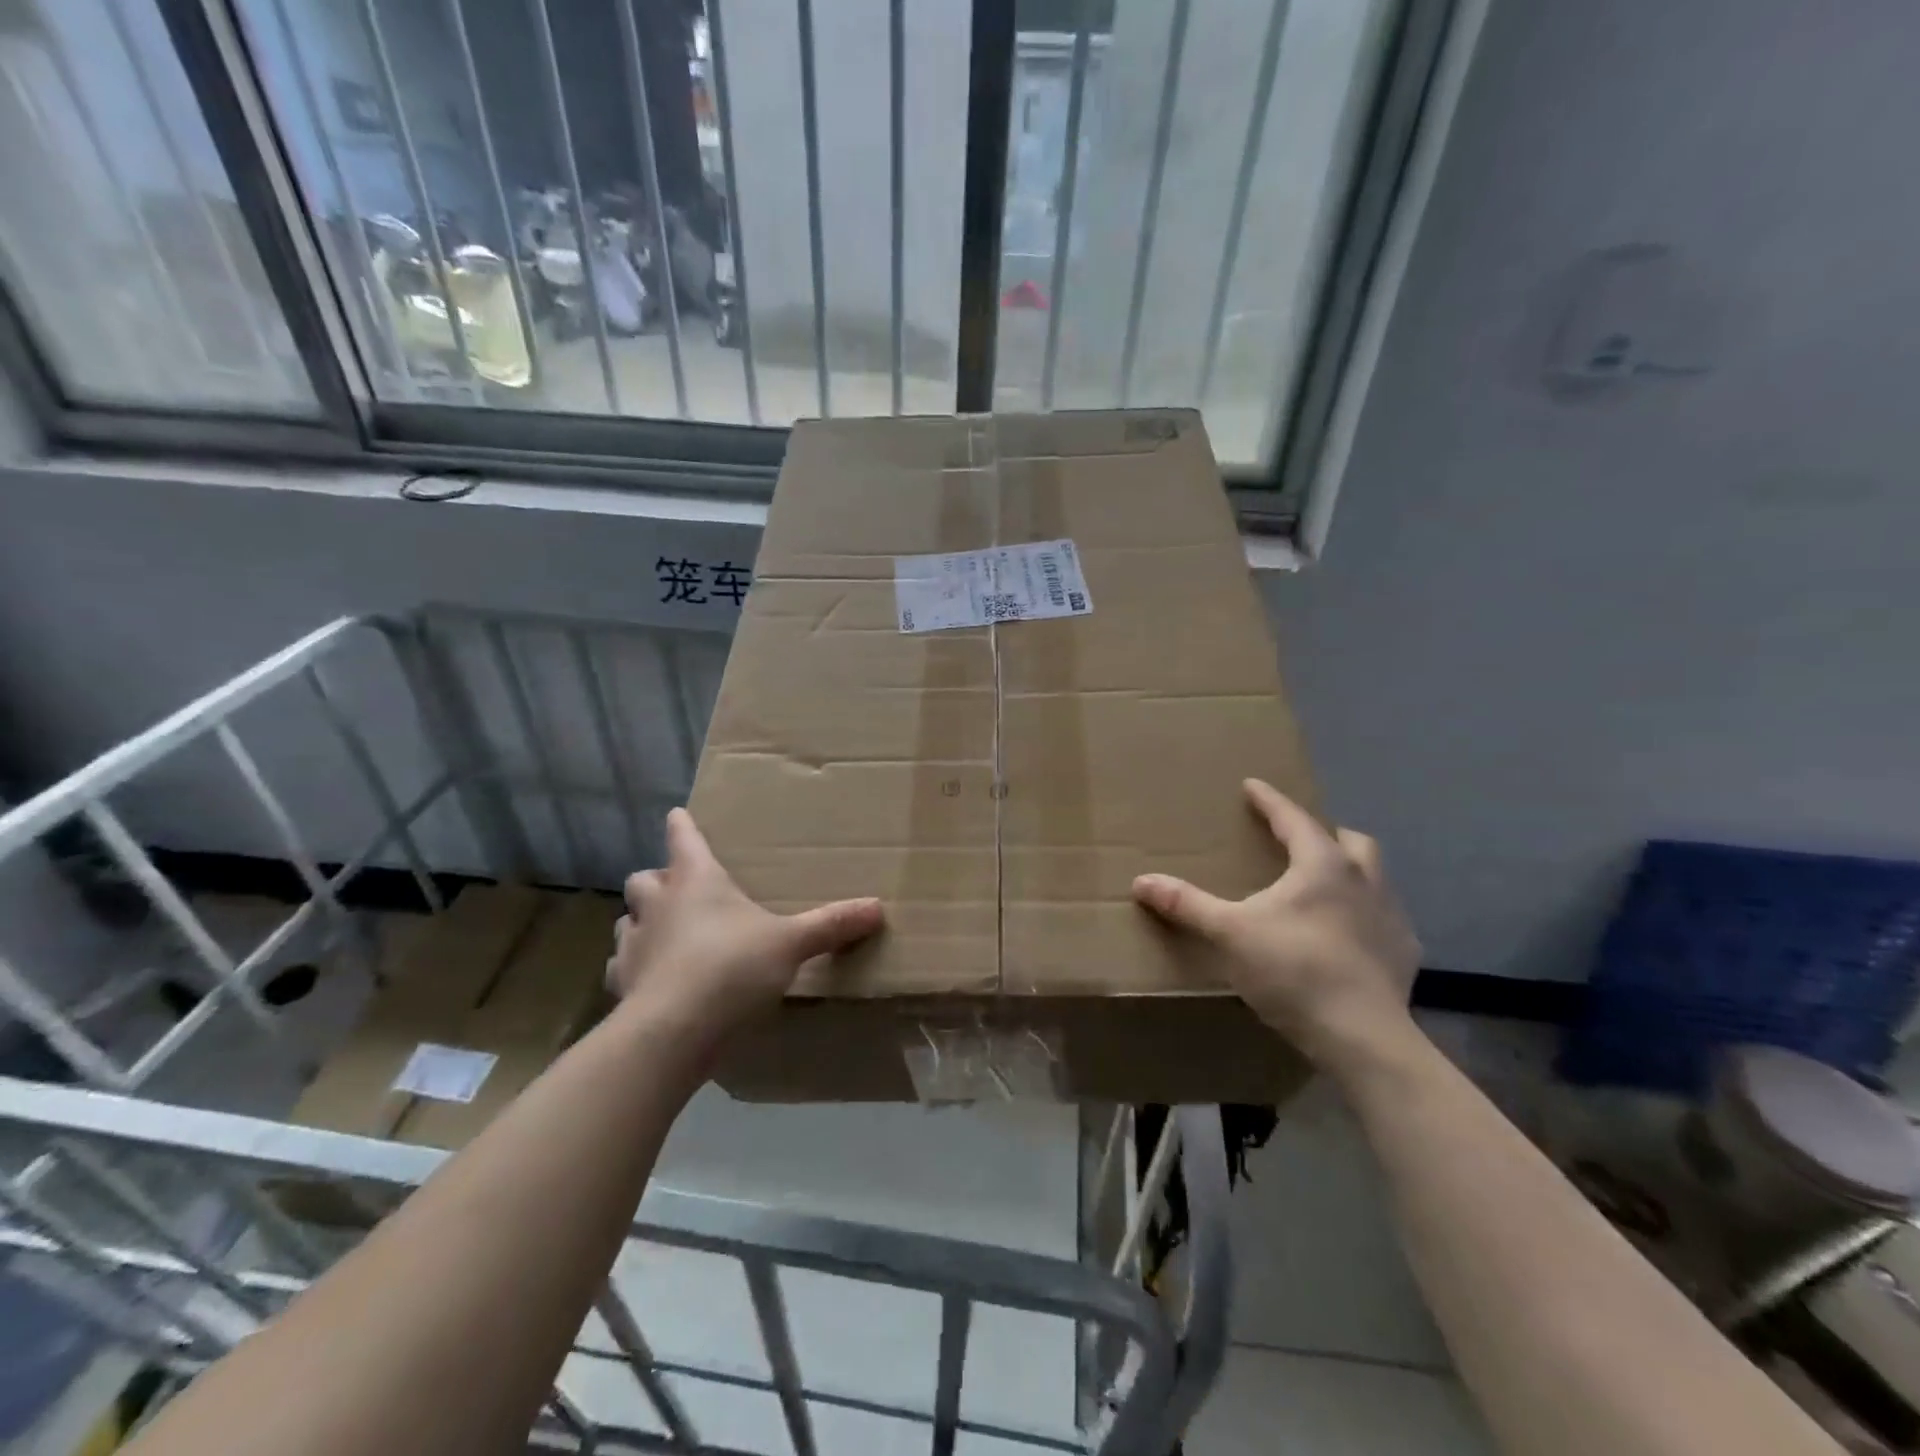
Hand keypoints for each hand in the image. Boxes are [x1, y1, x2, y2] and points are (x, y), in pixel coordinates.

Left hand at [607, 808, 884, 1043]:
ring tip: (665, 935)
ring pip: (629, 920)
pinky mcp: (620, 985)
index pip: (683, 838)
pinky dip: (635, 968)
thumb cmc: (732, 968)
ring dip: (644, 922)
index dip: (682, 825)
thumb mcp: (790, 944)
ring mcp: (633, 944)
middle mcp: (658, 904)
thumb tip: (878, 907)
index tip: (678, 814)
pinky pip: (622, 967)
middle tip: (679, 890)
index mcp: (696, 881)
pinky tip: (652, 982)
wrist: (672, 1031)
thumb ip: (831, 925)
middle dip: (658, 879)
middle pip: (644, 877)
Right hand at [1133, 779, 1420, 1068]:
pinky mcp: (1404, 953)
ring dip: (1349, 873)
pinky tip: (1347, 937)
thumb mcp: (1229, 934)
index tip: (1253, 785)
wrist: (1362, 1036)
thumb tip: (1142, 882)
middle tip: (1298, 842)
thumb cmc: (1293, 970)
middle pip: (1350, 841)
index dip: (1270, 801)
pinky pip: (1385, 919)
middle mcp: (1364, 881)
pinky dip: (1364, 916)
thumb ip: (1187, 905)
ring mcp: (1391, 917)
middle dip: (1323, 834)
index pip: (1293, 819)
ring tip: (1321, 888)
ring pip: (1374, 877)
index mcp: (1322, 866)